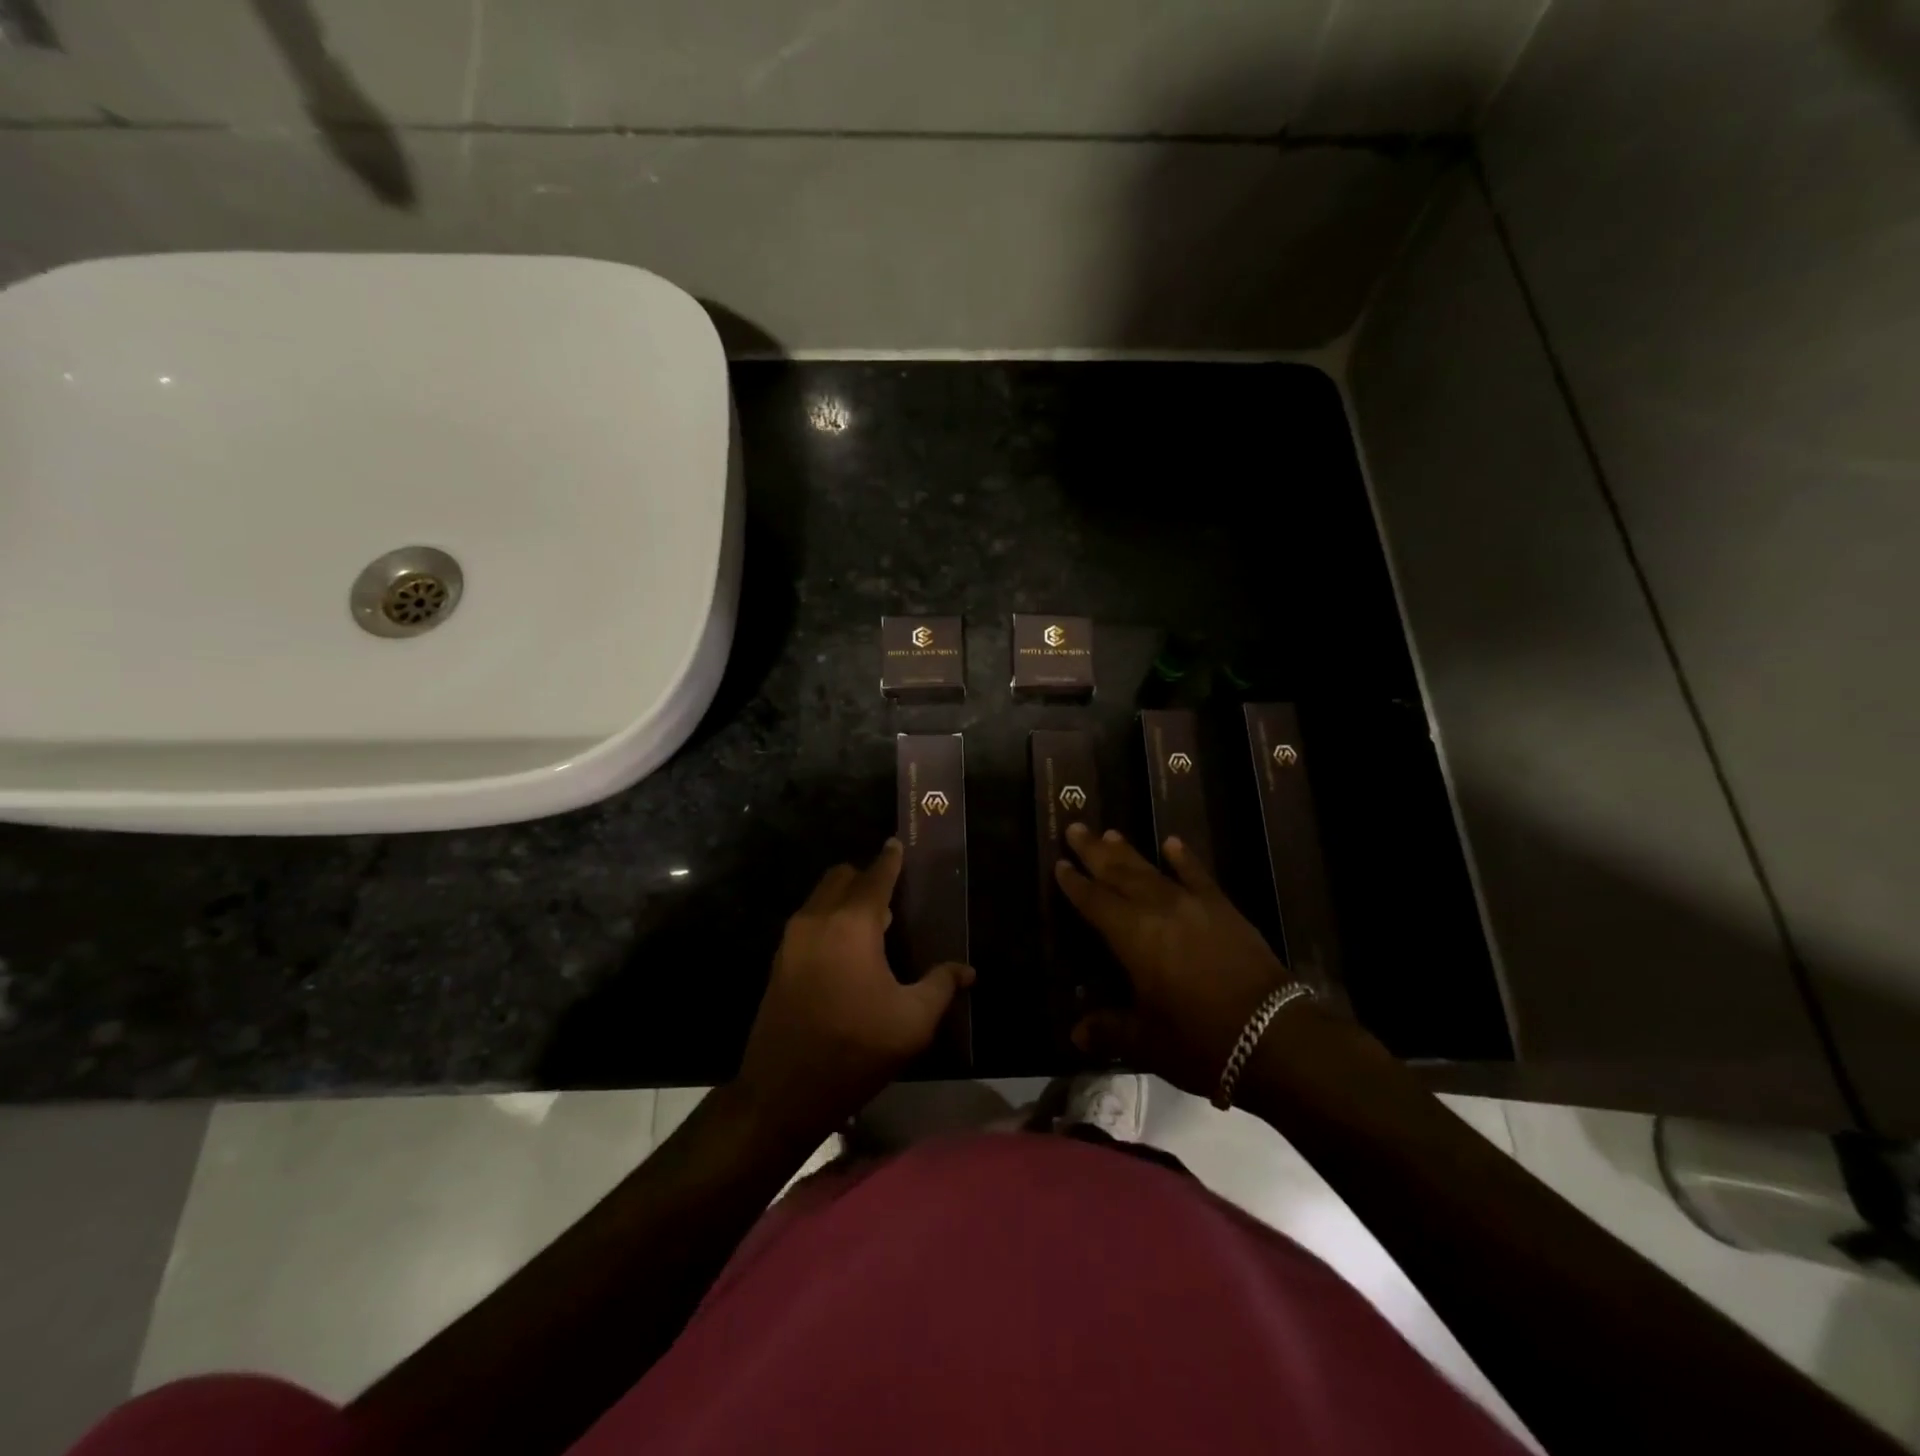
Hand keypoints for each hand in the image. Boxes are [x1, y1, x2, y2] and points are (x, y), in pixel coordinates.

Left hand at [737, 839, 973, 1144]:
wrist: (782, 1093)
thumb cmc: (854, 1050)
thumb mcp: (912, 1022)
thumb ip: (941, 985)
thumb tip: (966, 970)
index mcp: (852, 924)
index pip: (875, 876)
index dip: (890, 859)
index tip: (898, 844)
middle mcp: (817, 920)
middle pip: (841, 877)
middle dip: (866, 877)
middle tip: (892, 898)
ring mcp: (792, 941)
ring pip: (821, 898)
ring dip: (846, 899)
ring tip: (874, 927)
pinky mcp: (779, 962)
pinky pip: (809, 921)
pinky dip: (829, 919)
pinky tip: (848, 952)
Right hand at [1056, 823, 1310, 1098]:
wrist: (1273, 1035)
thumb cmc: (1200, 1040)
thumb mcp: (1146, 1042)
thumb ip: (1109, 1030)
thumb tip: (1075, 1034)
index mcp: (1132, 936)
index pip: (1094, 902)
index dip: (1074, 883)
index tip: (1059, 863)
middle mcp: (1157, 910)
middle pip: (1119, 874)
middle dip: (1095, 851)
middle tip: (1077, 828)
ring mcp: (1193, 905)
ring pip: (1152, 870)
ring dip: (1129, 852)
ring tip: (1111, 832)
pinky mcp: (1223, 909)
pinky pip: (1198, 875)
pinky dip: (1184, 858)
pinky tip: (1172, 843)